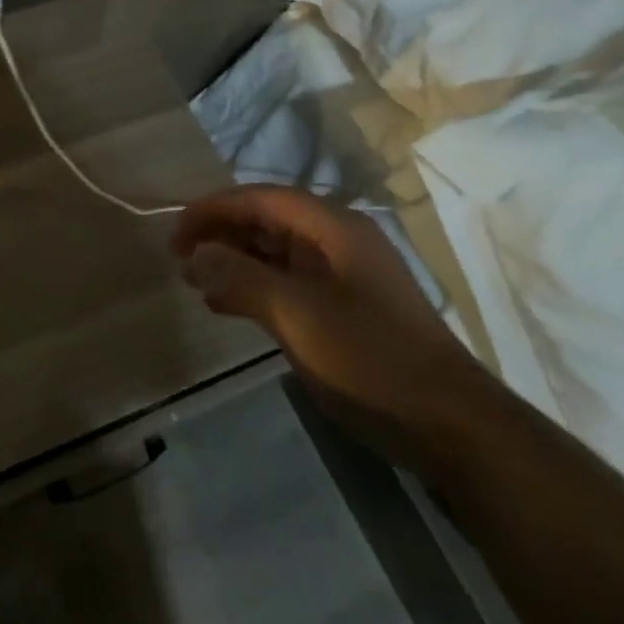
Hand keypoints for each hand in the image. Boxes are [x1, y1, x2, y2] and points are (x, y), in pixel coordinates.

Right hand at [172, 185, 490, 467]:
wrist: (448, 425)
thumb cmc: (370, 359)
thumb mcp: (297, 315)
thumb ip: (241, 278)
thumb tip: (195, 255)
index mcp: (333, 228)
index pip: (261, 198)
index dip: (213, 208)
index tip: (175, 231)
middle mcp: (337, 241)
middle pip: (266, 220)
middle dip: (220, 233)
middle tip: (178, 258)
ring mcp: (341, 275)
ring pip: (273, 252)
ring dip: (232, 261)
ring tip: (194, 281)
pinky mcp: (341, 308)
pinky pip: (285, 283)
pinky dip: (251, 287)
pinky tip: (223, 306)